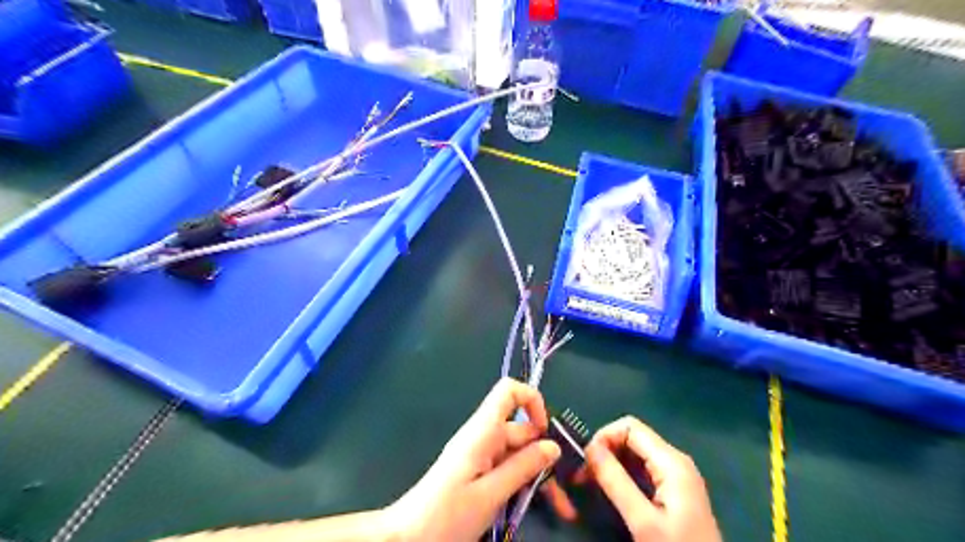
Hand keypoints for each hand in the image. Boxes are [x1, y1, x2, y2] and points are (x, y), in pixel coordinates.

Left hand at [384, 380, 563, 539]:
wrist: (408, 538)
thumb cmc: (446, 514)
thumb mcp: (490, 494)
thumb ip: (522, 468)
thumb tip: (552, 445)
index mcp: (482, 431)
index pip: (508, 391)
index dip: (531, 400)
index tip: (546, 430)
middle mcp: (483, 437)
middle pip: (521, 431)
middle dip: (546, 455)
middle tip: (566, 490)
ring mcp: (481, 456)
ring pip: (519, 454)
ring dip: (539, 475)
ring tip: (561, 508)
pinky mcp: (478, 473)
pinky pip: (508, 469)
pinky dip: (525, 483)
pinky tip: (538, 504)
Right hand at [541, 416, 715, 540]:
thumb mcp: (643, 520)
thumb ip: (616, 481)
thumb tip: (590, 448)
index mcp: (672, 461)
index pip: (629, 426)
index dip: (604, 438)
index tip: (586, 463)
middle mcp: (675, 461)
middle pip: (632, 438)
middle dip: (605, 451)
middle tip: (584, 477)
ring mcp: (677, 476)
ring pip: (635, 454)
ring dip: (611, 464)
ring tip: (592, 485)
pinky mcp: (675, 491)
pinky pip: (643, 470)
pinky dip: (623, 475)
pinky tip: (611, 492)